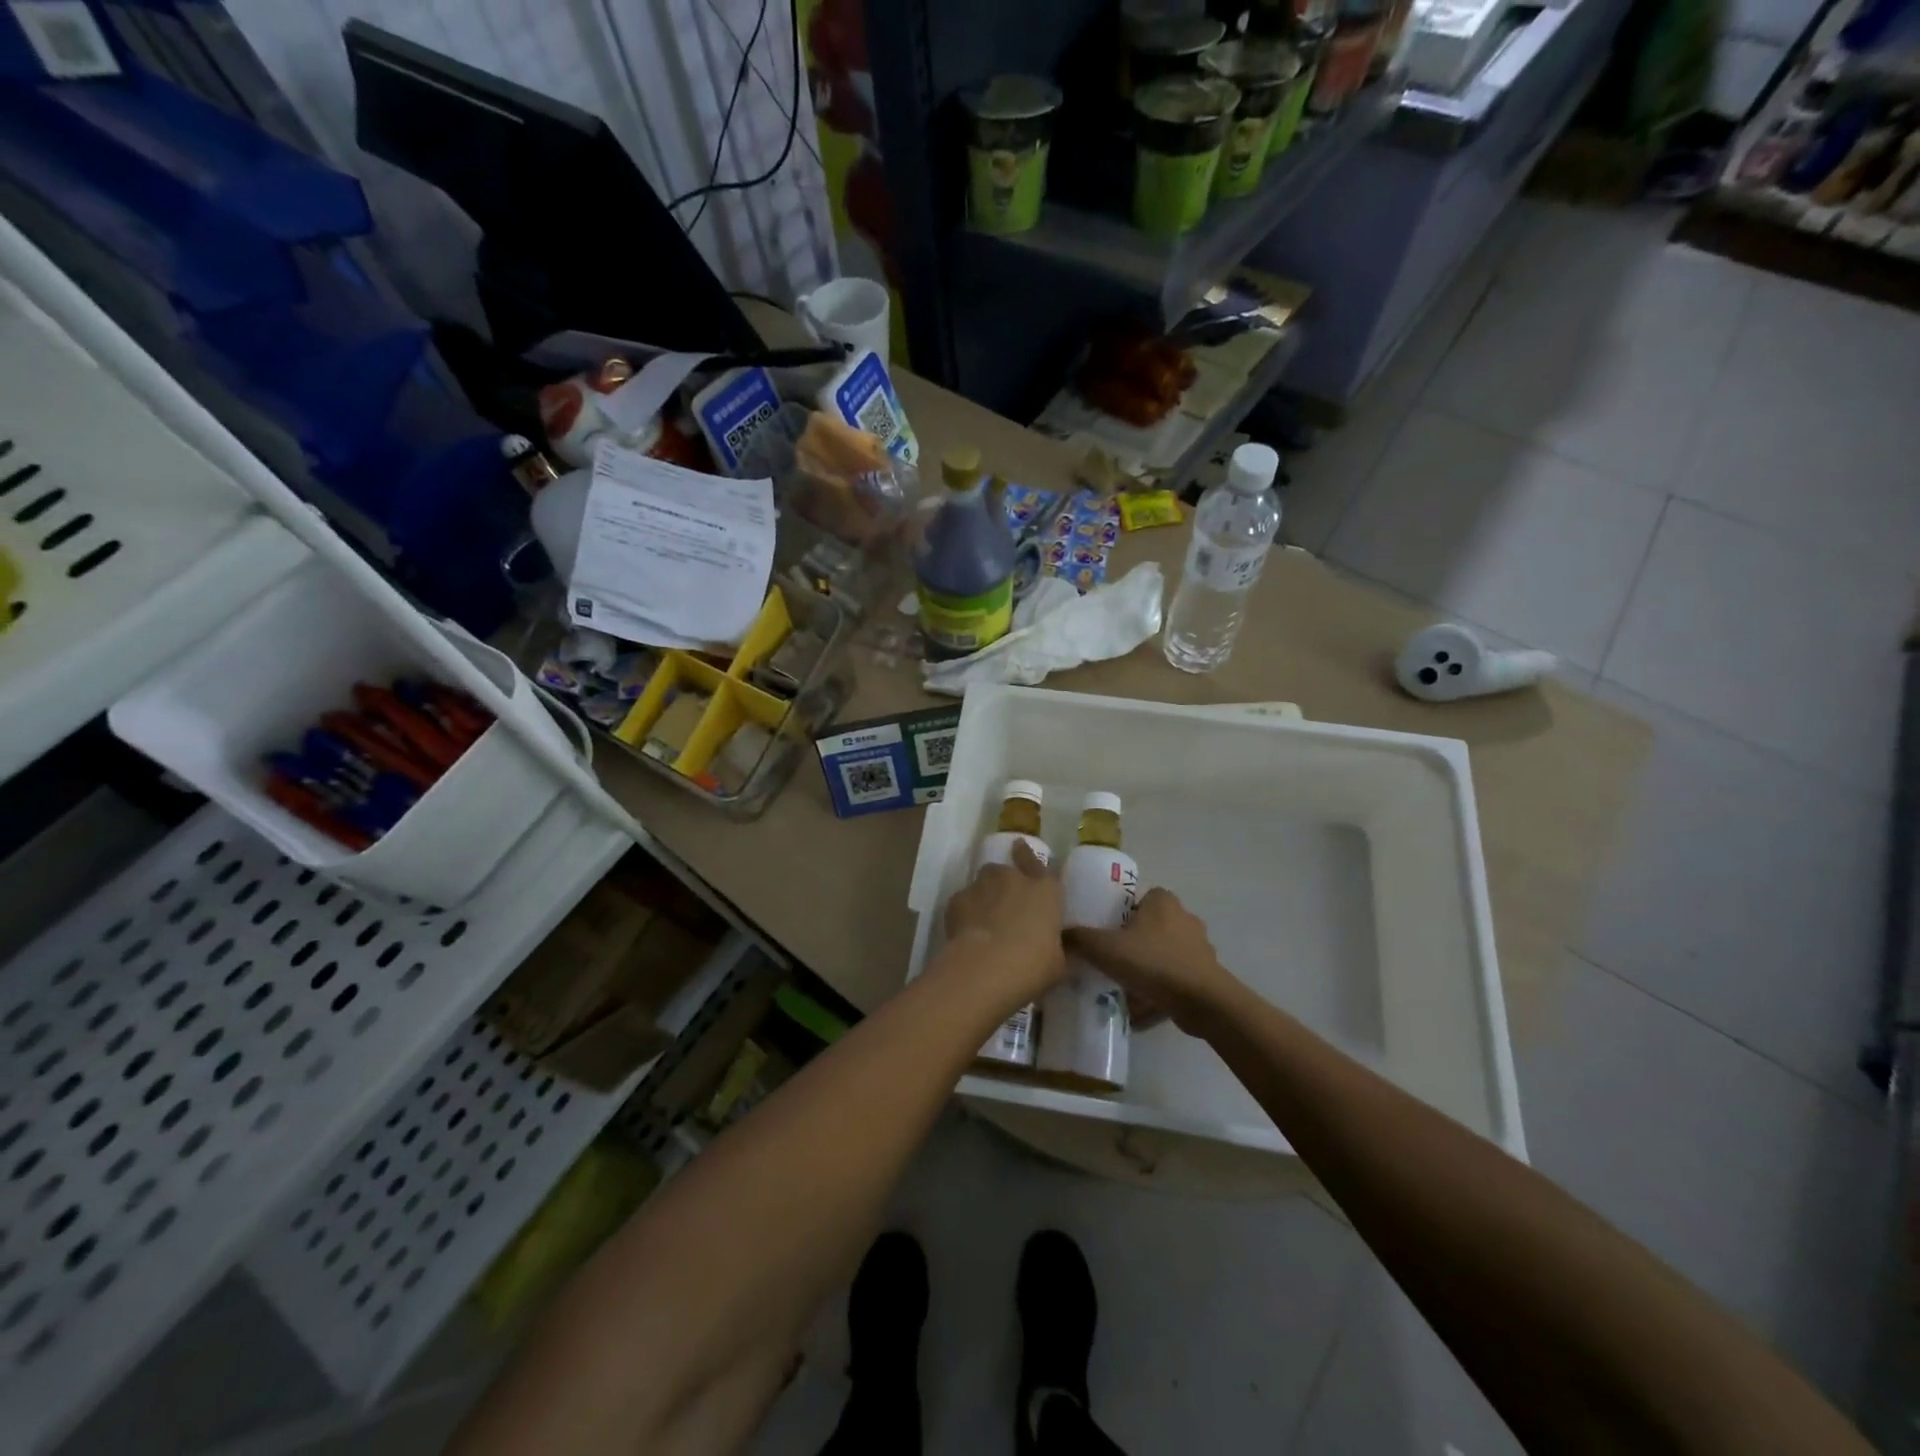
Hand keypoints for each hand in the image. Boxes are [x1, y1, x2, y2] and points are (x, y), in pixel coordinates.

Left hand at [942, 841, 1064, 999]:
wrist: (986, 967)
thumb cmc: (1033, 965)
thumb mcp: (1059, 964)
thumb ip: (1062, 950)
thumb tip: (1067, 950)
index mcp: (1045, 891)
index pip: (1039, 864)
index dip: (1028, 856)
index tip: (1020, 847)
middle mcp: (1014, 879)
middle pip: (1007, 871)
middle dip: (1005, 883)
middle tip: (1005, 904)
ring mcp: (983, 886)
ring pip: (983, 882)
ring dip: (985, 895)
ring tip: (984, 919)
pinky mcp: (957, 899)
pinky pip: (963, 901)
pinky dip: (965, 912)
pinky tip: (966, 931)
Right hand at [1064, 887, 1235, 1033]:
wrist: (1201, 1001)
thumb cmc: (1153, 963)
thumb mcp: (1105, 948)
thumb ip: (1079, 939)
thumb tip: (1059, 935)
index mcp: (1163, 901)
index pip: (1140, 899)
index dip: (1122, 915)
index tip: (1107, 934)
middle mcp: (1185, 917)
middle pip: (1151, 927)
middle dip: (1134, 943)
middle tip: (1112, 961)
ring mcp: (1200, 947)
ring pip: (1164, 954)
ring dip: (1148, 969)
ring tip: (1126, 988)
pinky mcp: (1207, 974)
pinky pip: (1176, 979)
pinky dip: (1161, 990)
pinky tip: (1143, 1008)